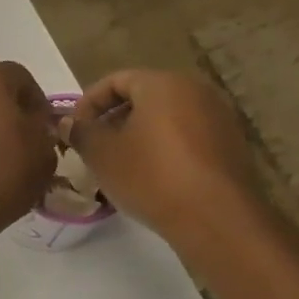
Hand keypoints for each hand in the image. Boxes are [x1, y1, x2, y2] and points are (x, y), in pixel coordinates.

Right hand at [68, 70, 261, 240]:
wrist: (216, 218)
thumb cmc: (151, 177)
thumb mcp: (103, 155)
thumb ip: (81, 133)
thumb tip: (67, 122)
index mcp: (163, 83)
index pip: (117, 80)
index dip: (89, 103)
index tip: (75, 130)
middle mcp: (196, 90)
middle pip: (145, 96)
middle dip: (115, 119)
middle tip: (95, 147)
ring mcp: (219, 118)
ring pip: (167, 118)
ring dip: (140, 135)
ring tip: (121, 165)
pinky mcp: (231, 145)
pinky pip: (189, 137)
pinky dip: (166, 149)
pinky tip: (153, 177)